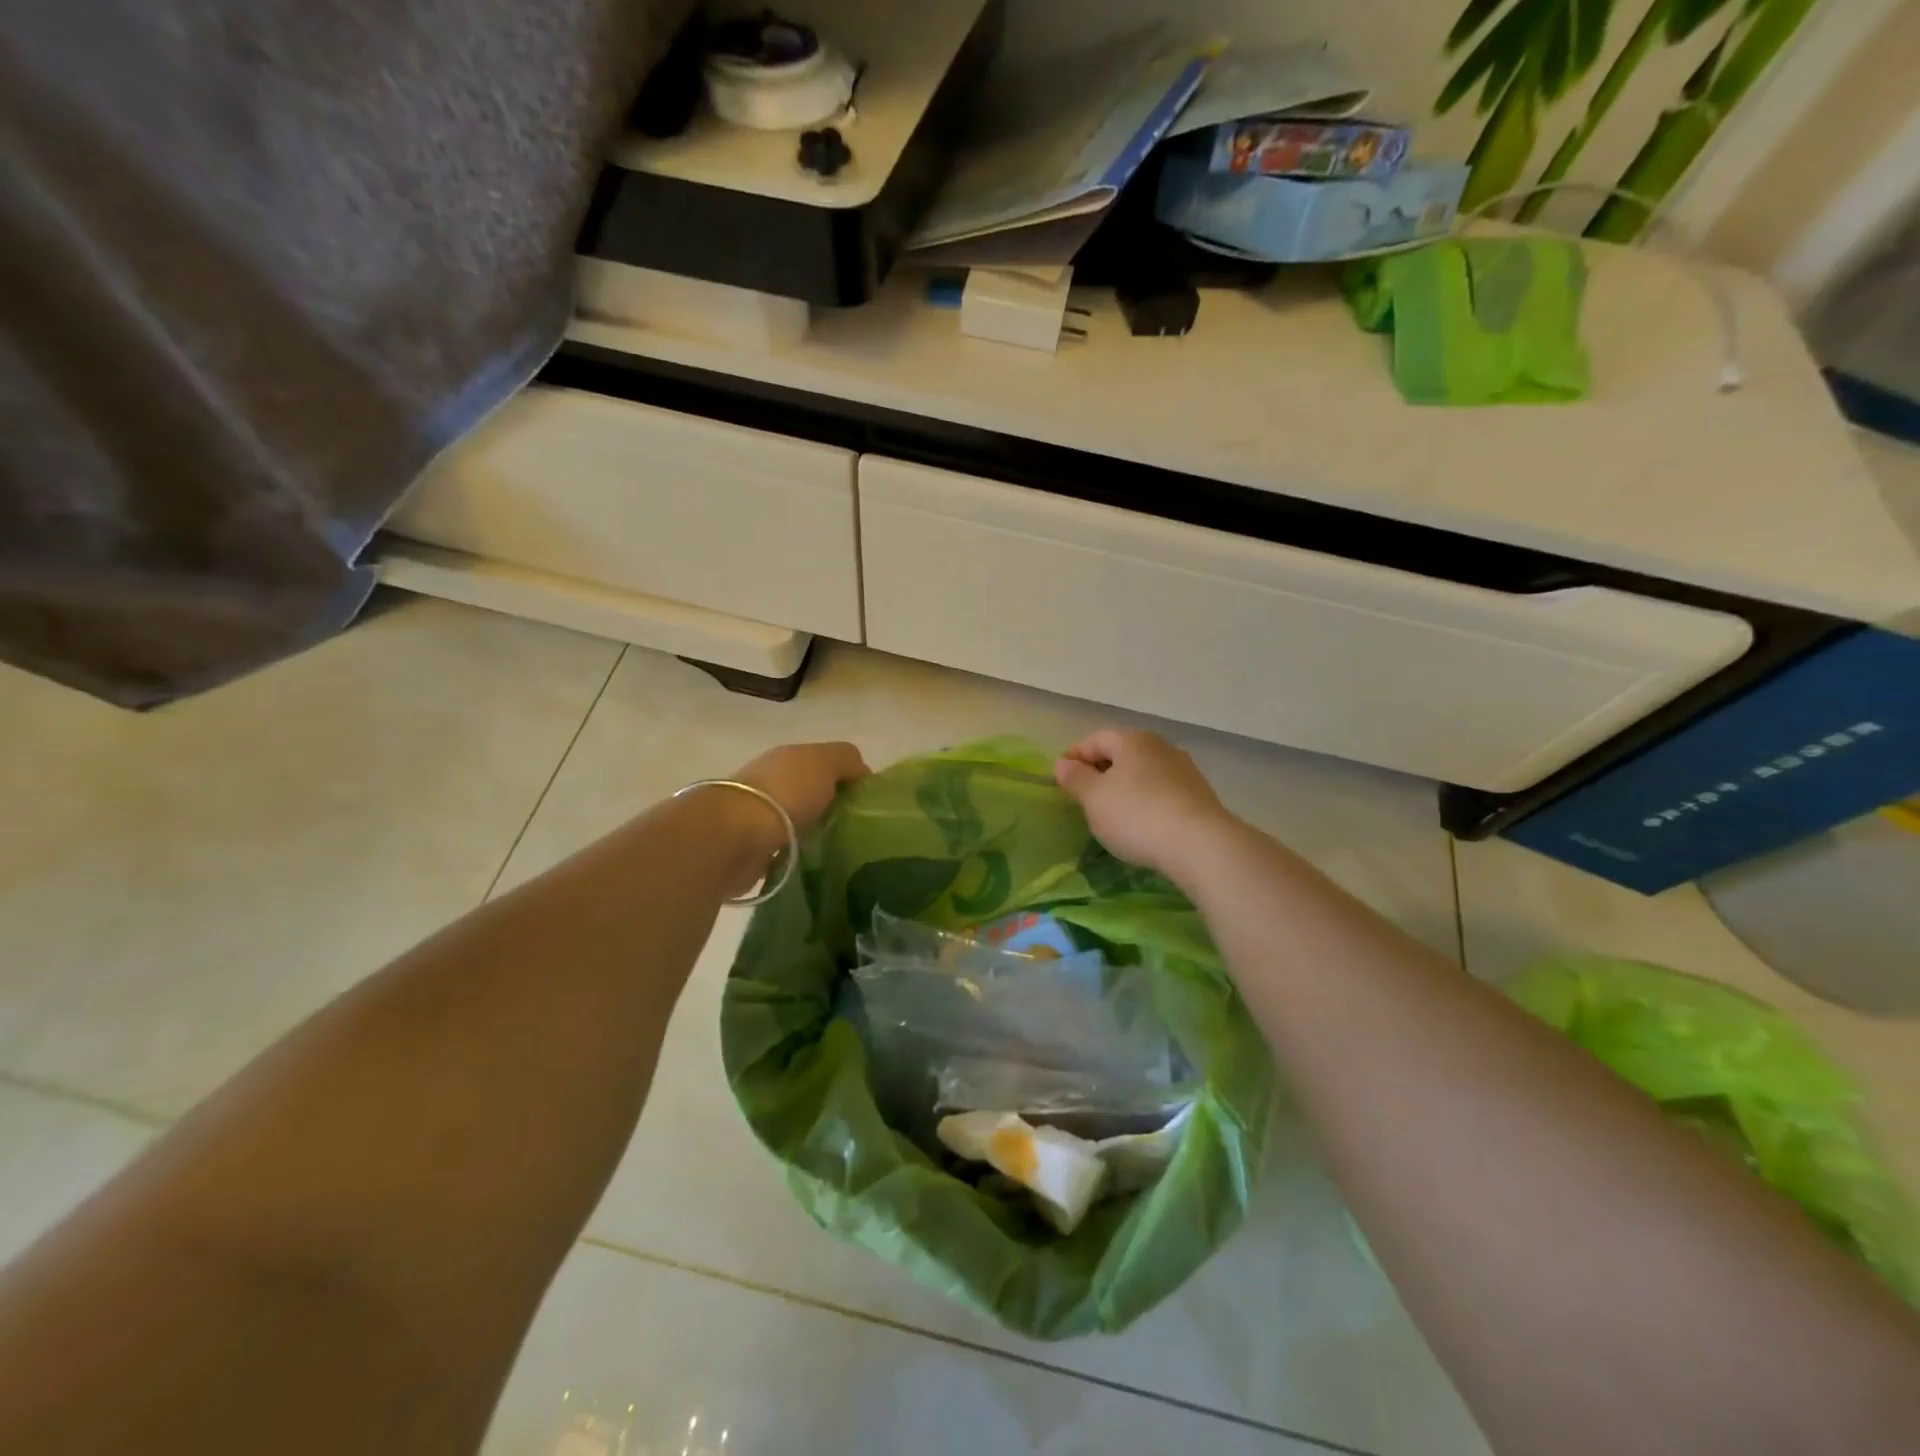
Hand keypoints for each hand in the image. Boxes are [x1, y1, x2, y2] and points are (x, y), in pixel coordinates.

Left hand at [733, 741, 870, 846]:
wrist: (735, 837)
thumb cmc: (786, 793)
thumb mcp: (825, 762)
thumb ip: (846, 760)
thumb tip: (860, 774)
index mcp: (787, 759)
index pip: (823, 765)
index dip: (846, 780)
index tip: (865, 804)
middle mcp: (770, 784)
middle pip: (809, 794)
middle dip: (830, 809)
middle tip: (856, 831)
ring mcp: (757, 818)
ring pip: (796, 823)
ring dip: (813, 835)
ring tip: (839, 852)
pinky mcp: (751, 850)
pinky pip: (783, 851)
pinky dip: (796, 856)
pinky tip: (814, 865)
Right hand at [1054, 729, 1238, 880]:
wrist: (1200, 844)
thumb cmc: (1136, 815)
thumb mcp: (1094, 798)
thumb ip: (1075, 778)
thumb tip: (1063, 764)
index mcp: (1132, 740)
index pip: (1095, 739)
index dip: (1074, 756)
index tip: (1060, 778)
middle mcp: (1160, 746)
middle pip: (1122, 753)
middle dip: (1100, 771)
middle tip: (1083, 796)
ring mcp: (1184, 770)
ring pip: (1143, 772)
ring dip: (1125, 787)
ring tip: (1112, 812)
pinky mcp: (1199, 795)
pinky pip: (1162, 791)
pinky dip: (1146, 801)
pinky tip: (1141, 823)